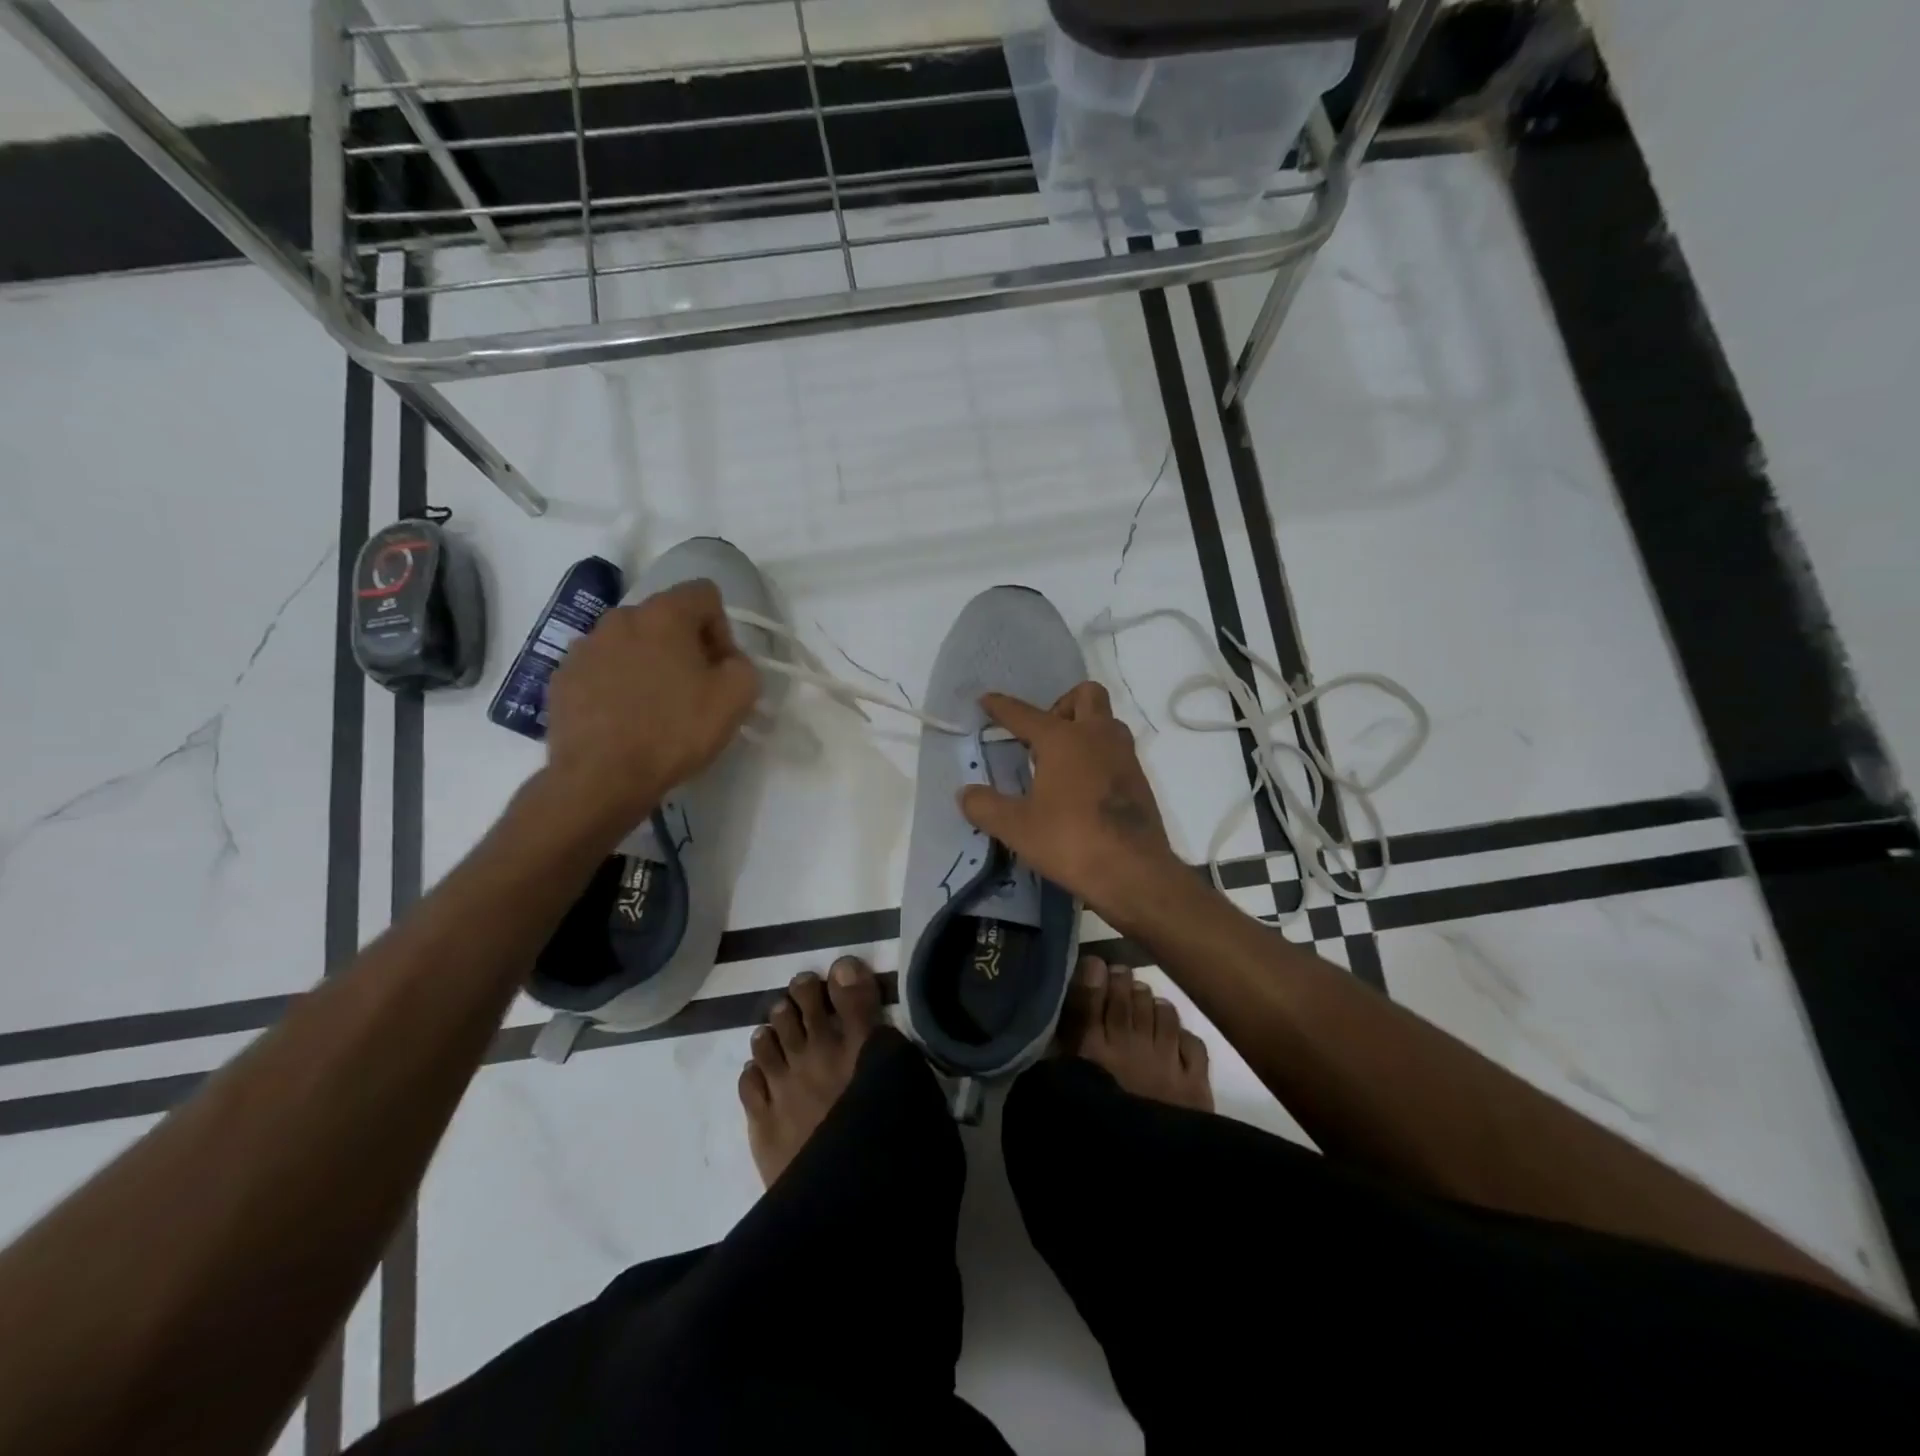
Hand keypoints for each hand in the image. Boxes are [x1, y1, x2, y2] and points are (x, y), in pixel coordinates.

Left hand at [544, 580, 759, 832]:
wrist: (601, 778)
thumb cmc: (675, 731)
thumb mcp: (737, 698)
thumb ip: (743, 666)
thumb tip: (727, 662)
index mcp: (664, 614)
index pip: (705, 594)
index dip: (722, 629)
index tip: (720, 669)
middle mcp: (619, 618)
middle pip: (665, 618)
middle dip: (684, 647)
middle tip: (693, 691)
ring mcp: (584, 647)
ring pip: (630, 644)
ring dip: (648, 665)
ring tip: (656, 709)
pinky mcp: (561, 678)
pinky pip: (601, 670)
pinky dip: (617, 686)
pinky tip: (625, 721)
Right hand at [958, 682, 1178, 912]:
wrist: (1134, 873)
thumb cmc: (1071, 841)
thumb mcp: (1017, 828)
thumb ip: (986, 807)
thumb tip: (965, 794)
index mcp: (1063, 739)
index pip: (1025, 714)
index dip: (1002, 707)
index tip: (986, 700)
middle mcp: (1097, 736)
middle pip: (1085, 695)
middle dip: (1060, 705)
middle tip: (1041, 736)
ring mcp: (1124, 756)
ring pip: (1106, 721)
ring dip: (1084, 728)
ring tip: (1059, 762)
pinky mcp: (1140, 780)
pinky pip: (1116, 750)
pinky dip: (1098, 755)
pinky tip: (1081, 787)